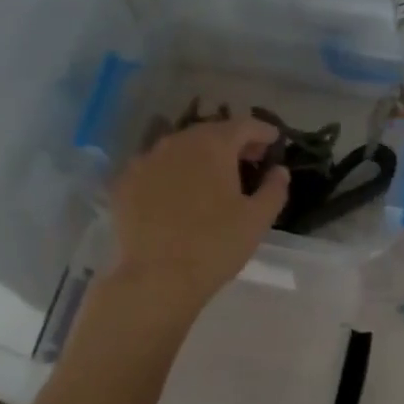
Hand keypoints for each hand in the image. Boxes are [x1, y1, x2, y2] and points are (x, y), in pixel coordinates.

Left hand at [107, 117, 289, 308]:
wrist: (156, 278)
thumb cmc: (215, 245)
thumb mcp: (258, 219)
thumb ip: (274, 188)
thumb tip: (279, 170)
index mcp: (213, 145)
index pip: (243, 125)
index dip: (262, 131)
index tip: (274, 140)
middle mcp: (176, 143)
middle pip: (210, 132)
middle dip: (233, 142)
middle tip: (249, 160)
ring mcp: (145, 161)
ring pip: (180, 148)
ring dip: (201, 156)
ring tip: (215, 177)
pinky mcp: (125, 183)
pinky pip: (156, 168)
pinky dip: (174, 172)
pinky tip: (180, 193)